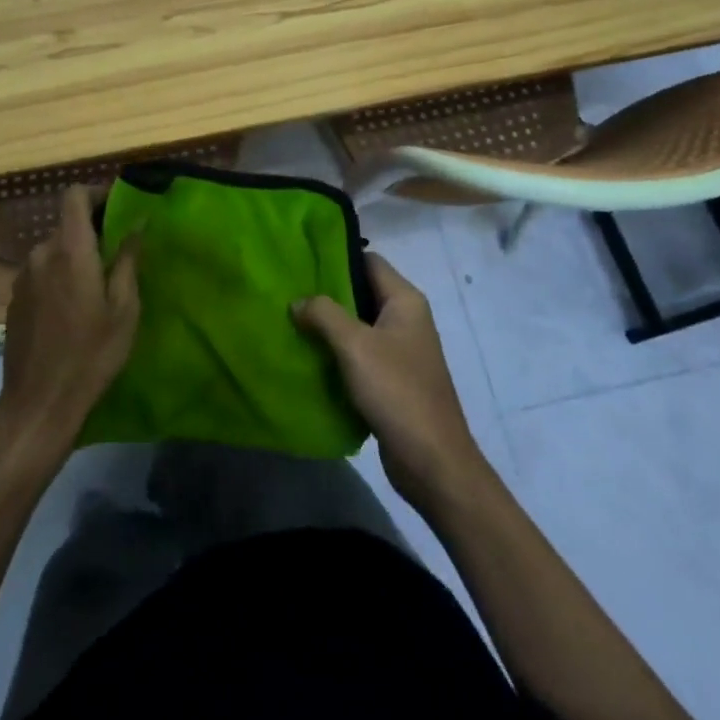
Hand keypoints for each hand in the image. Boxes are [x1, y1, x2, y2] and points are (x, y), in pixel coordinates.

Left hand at [0, 186, 139, 465]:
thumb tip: (137, 223)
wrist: (38, 403)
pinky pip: (42, 271)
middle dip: (92, 230)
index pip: (74, 196)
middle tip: (119, 253)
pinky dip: (59, 274)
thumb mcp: (124, 309)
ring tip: (98, 284)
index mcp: (70, 251)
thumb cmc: (91, 355)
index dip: (96, 193)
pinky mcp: (15, 298)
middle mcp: (41, 254)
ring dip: (76, 255)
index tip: (118, 207)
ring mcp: (23, 276)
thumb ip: (128, 260)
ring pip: (54, 250)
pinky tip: (72, 307)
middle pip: (66, 224)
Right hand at [293, 253, 490, 512]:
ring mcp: (400, 351)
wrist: (432, 462)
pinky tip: (308, 357)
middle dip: (326, 294)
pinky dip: (336, 353)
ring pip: (357, 325)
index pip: (368, 261)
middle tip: (287, 292)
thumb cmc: (397, 391)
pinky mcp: (392, 379)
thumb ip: (323, 314)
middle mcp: (406, 319)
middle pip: (361, 292)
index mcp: (405, 301)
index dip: (336, 257)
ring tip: (290, 322)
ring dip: (328, 326)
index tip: (300, 260)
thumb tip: (297, 301)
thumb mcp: (355, 345)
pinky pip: (359, 354)